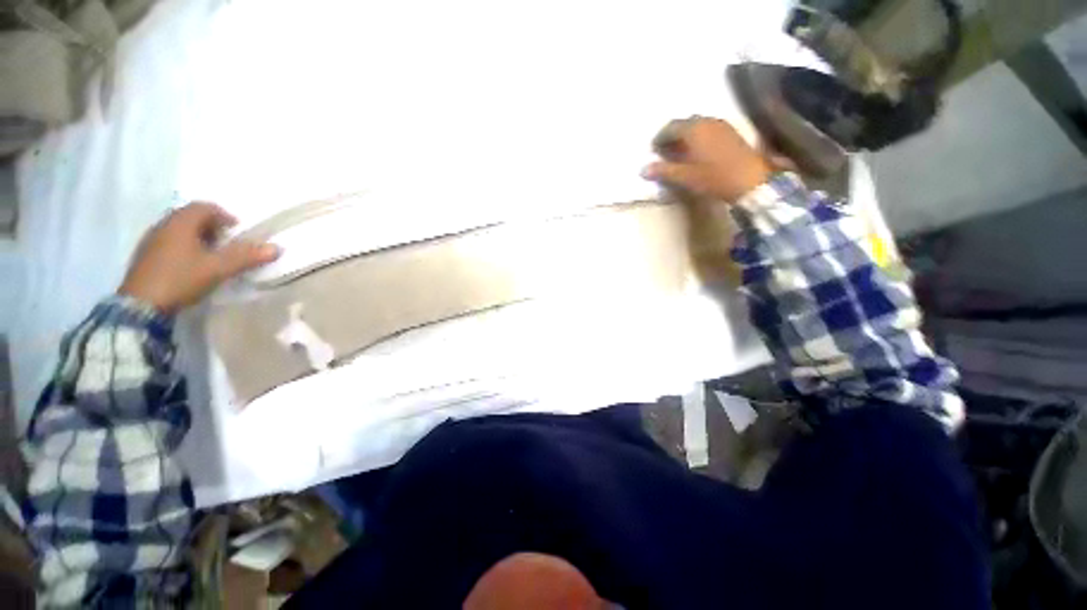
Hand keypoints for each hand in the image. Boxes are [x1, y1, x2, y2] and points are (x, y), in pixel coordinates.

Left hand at [119, 202, 279, 314]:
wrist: (140, 306)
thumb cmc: (181, 279)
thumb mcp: (218, 268)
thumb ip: (246, 256)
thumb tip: (276, 248)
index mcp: (180, 223)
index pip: (204, 207)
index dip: (224, 215)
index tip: (238, 231)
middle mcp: (163, 225)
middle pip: (190, 216)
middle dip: (212, 226)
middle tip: (226, 243)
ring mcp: (151, 241)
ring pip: (178, 230)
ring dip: (198, 237)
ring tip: (211, 255)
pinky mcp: (145, 257)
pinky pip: (169, 242)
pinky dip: (184, 247)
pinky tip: (191, 265)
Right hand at [642, 117, 771, 201]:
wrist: (751, 180)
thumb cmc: (714, 177)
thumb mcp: (685, 177)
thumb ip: (664, 171)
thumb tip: (643, 169)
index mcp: (694, 129)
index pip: (670, 127)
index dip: (659, 138)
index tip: (653, 151)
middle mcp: (707, 121)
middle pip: (684, 124)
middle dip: (672, 136)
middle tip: (665, 152)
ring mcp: (722, 125)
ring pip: (698, 126)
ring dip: (686, 137)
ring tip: (679, 153)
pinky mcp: (731, 133)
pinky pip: (709, 130)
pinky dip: (698, 138)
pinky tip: (697, 152)